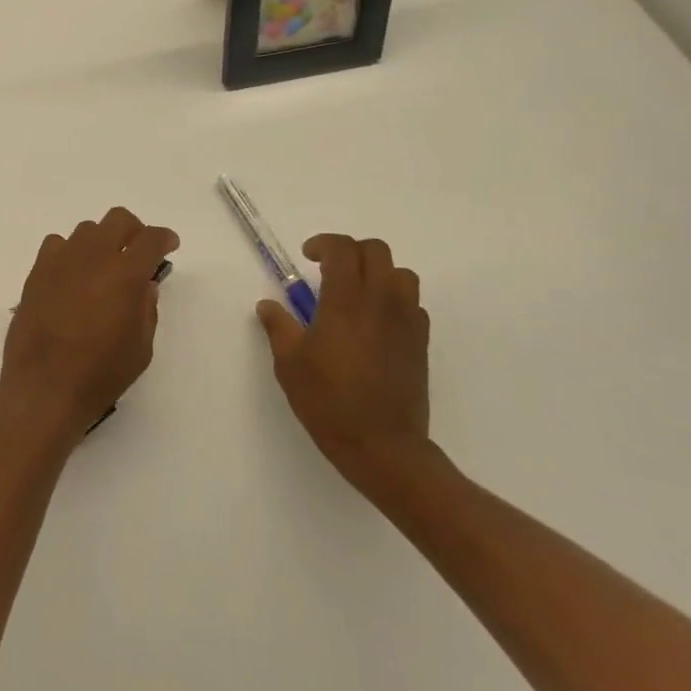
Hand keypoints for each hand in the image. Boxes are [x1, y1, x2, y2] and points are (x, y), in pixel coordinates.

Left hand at [0, 208, 179, 445]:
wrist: (43, 388)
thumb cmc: (100, 374)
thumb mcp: (141, 348)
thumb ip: (146, 309)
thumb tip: (144, 285)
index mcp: (125, 274)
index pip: (151, 239)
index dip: (164, 238)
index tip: (169, 246)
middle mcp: (93, 256)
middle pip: (118, 219)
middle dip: (134, 231)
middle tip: (138, 253)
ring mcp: (61, 260)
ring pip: (87, 230)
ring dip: (102, 242)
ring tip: (103, 269)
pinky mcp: (36, 271)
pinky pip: (57, 245)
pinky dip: (70, 253)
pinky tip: (72, 276)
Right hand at [256, 235, 431, 490]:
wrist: (383, 446)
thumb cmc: (329, 401)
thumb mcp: (289, 363)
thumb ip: (278, 326)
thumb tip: (269, 305)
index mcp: (346, 302)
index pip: (343, 250)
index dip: (324, 244)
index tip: (308, 257)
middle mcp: (381, 303)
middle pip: (377, 251)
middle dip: (351, 251)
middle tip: (328, 270)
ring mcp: (406, 322)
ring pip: (401, 274)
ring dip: (377, 272)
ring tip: (355, 292)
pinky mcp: (421, 343)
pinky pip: (412, 304)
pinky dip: (393, 299)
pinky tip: (374, 322)